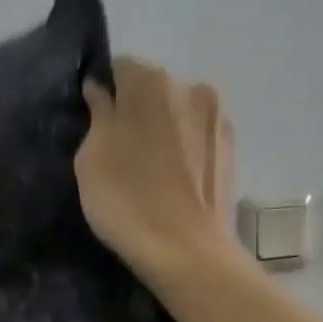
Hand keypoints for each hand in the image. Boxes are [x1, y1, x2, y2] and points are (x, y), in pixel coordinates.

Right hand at [76, 58, 236, 279]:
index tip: (94, 123)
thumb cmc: (127, 203)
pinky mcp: (231, 149)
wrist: (187, 252)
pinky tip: (174, 181)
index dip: (103, 94)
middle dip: (135, 110)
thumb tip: (101, 93)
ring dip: (163, 130)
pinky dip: (184, 150)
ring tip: (150, 170)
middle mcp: (190, 87)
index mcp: (150, 82)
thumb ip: (97, 116)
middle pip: (152, 89)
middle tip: (120, 150)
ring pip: (178, 113)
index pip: (118, 69)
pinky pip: (197, 138)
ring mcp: (217, 118)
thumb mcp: (91, 159)